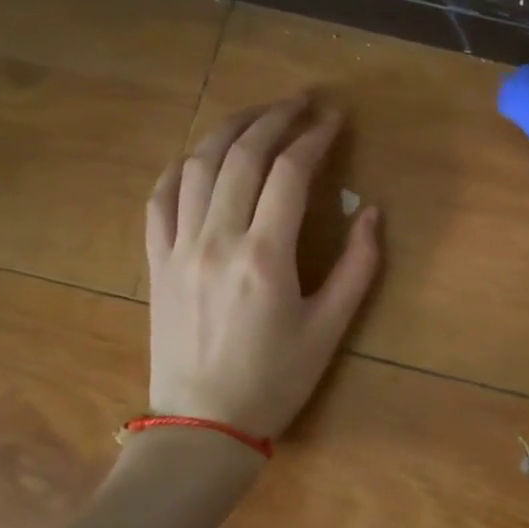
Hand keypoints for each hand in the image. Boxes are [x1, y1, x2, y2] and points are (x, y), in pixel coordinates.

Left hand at [145, 96, 381, 437]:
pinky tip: (202, 157)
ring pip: (197, 165)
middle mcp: (216, 239)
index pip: (289, 172)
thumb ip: (358, 266)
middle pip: (242, 155)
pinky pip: (160, 197)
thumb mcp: (331, 328)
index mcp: (265, 256)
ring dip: (229, 129)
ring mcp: (178, 247)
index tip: (335, 118)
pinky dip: (182, 166)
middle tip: (302, 101)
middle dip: (274, 117)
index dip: (315, 137)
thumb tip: (373, 212)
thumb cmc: (276, 380)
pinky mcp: (155, 261)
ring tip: (258, 115)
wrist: (203, 426)